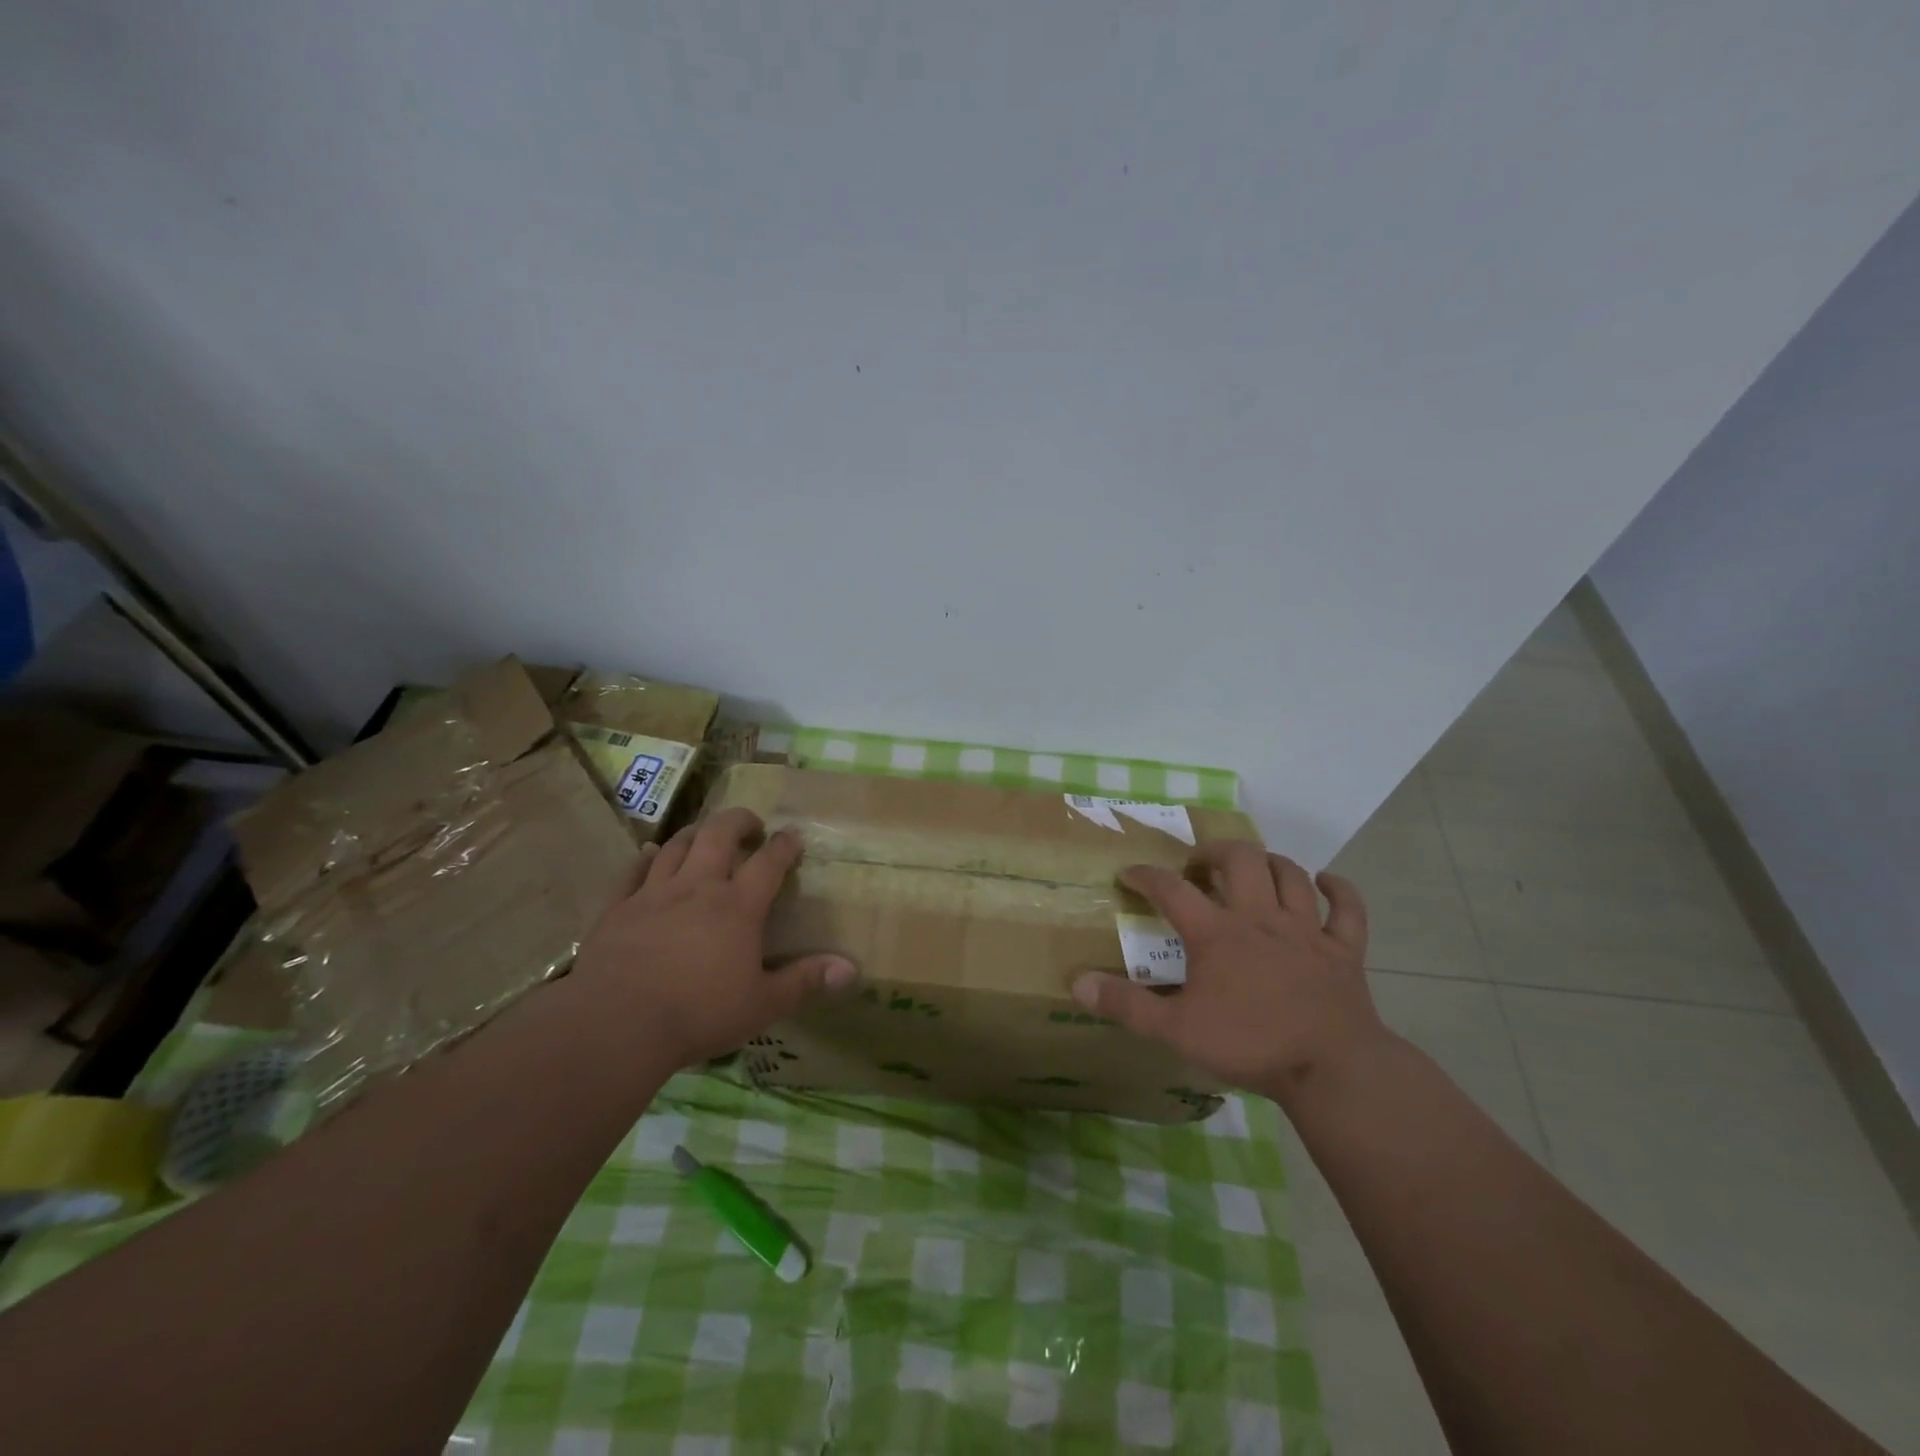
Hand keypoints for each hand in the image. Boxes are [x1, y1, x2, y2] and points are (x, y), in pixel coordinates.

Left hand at [570, 808, 856, 1066]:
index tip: (793, 835)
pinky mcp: (618, 908)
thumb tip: (851, 969)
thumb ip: (806, 981)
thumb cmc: (699, 1013)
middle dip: (739, 821)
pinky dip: (646, 857)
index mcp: (738, 906)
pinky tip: (650, 853)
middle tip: (751, 825)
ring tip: (706, 834)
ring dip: (695, 833)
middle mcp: (698, 887)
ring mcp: (654, 893)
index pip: (768, 862)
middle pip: (719, 835)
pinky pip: (633, 870)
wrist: (616, 1024)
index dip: (784, 845)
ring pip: (677, 845)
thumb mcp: (763, 1004)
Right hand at [1072, 844, 1389, 1103]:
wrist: (1331, 1069)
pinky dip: (1338, 890)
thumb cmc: (1250, 1044)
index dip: (1146, 875)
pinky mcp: (1344, 950)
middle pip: (1240, 859)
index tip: (1129, 873)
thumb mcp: (1175, 1030)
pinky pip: (1348, 909)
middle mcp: (1260, 917)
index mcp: (1217, 933)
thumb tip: (1077, 984)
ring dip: (1268, 862)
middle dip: (1215, 852)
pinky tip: (1325, 882)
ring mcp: (1307, 930)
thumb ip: (1126, 1005)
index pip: (1172, 889)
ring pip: (1290, 874)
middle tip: (1200, 866)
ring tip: (1251, 868)